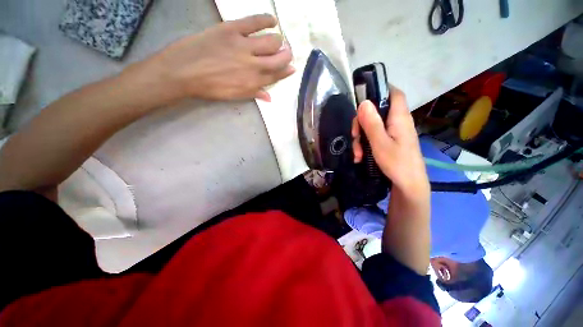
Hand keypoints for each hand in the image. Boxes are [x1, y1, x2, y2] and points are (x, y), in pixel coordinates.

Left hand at [127, 14, 294, 104]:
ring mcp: (243, 46)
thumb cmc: (210, 88)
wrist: (184, 72)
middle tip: (287, 52)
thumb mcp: (235, 96)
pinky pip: (254, 21)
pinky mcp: (232, 30)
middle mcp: (254, 65)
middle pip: (278, 58)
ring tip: (277, 40)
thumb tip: (269, 97)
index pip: (276, 76)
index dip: (286, 71)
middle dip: (286, 55)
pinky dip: (266, 20)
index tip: (292, 68)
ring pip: (271, 41)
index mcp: (254, 82)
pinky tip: (272, 21)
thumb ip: (254, 94)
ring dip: (278, 41)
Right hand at [351, 88, 428, 196]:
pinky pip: (375, 137)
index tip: (363, 97)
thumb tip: (363, 102)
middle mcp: (397, 122)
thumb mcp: (380, 144)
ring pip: (373, 126)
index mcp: (399, 118)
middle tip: (354, 136)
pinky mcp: (390, 142)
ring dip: (361, 137)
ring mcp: (394, 133)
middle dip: (361, 123)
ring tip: (357, 154)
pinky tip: (360, 156)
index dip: (381, 89)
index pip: (394, 93)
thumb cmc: (397, 164)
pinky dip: (365, 144)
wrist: (409, 185)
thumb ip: (372, 123)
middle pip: (377, 112)